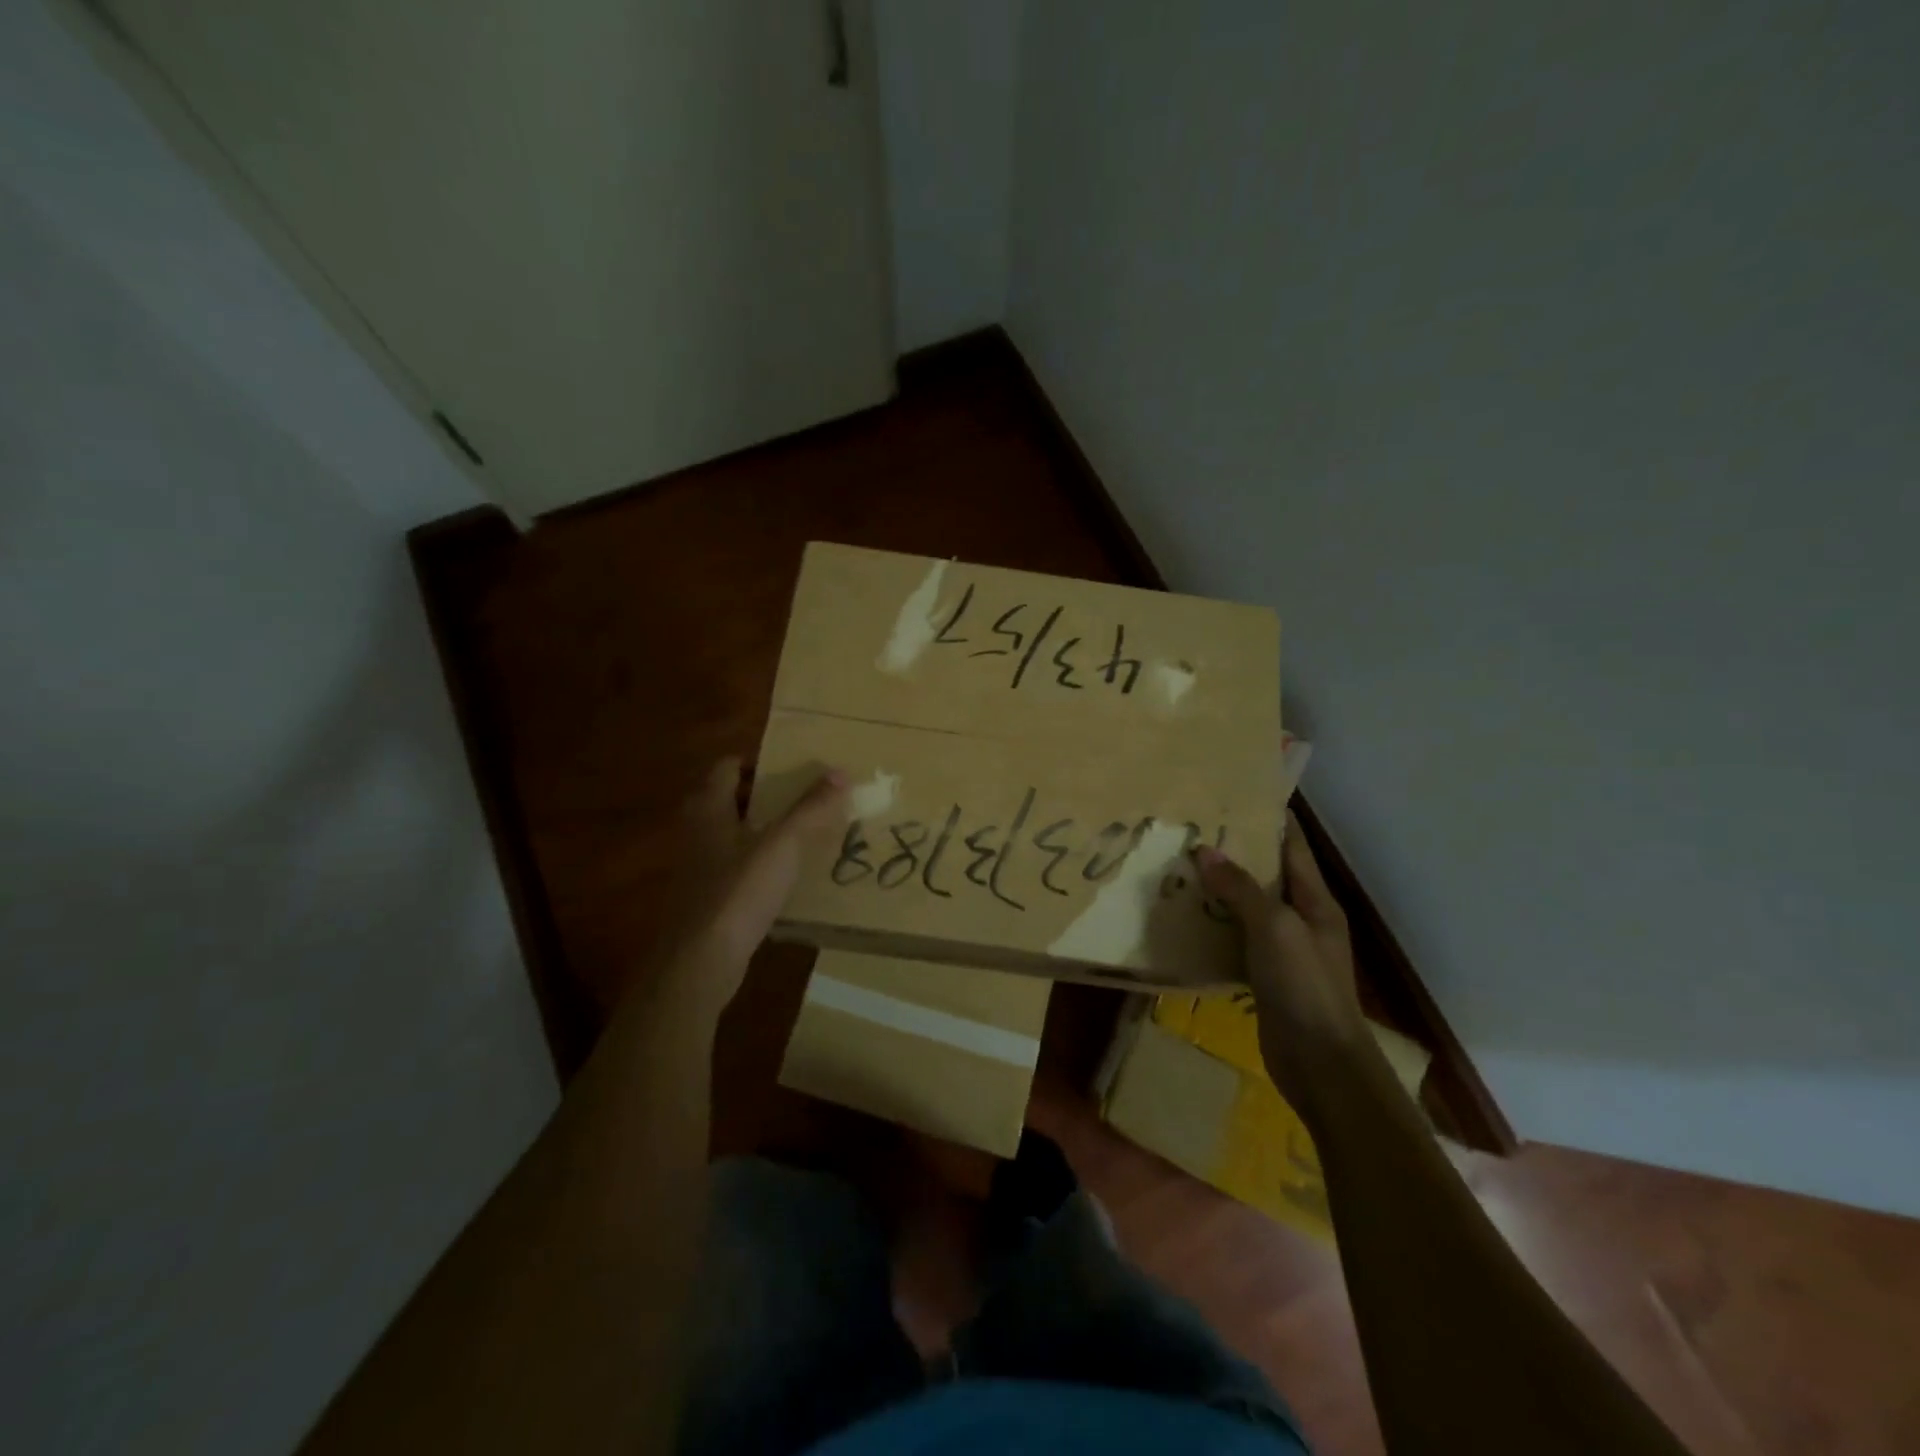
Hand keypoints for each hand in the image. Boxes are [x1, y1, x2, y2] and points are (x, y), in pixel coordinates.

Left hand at [648, 758, 847, 1020]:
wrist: (699, 963)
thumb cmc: (738, 892)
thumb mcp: (783, 845)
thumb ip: (811, 808)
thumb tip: (840, 772)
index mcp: (708, 808)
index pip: (727, 767)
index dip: (759, 762)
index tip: (794, 766)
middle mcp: (697, 831)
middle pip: (731, 799)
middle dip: (767, 796)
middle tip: (806, 797)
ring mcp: (698, 867)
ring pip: (734, 835)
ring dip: (764, 830)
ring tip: (804, 833)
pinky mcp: (706, 898)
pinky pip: (736, 868)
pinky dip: (759, 864)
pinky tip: (788, 876)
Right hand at [1195, 810, 1364, 1106]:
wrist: (1320, 1064)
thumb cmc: (1305, 987)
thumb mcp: (1275, 929)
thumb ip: (1241, 889)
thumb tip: (1205, 852)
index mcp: (1315, 901)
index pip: (1293, 846)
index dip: (1271, 818)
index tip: (1238, 793)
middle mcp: (1302, 919)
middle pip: (1268, 874)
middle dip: (1236, 851)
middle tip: (1193, 828)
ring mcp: (1284, 950)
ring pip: (1248, 907)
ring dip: (1220, 889)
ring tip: (1181, 865)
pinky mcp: (1265, 976)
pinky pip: (1236, 938)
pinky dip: (1214, 924)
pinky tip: (1185, 917)